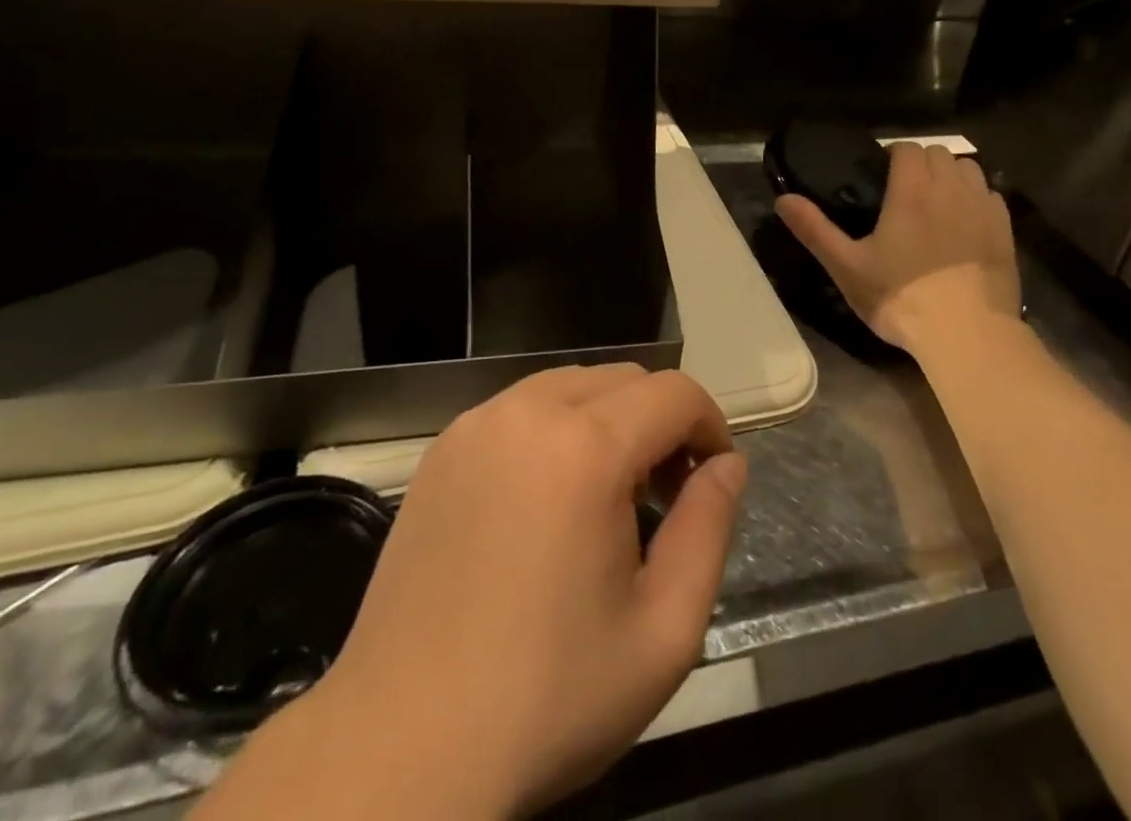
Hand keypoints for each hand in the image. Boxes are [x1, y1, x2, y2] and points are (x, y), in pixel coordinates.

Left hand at [265, 365, 745, 818]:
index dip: (709, 426)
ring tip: (607, 497)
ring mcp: (477, 424)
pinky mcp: (443, 448)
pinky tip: (547, 500)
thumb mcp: (664, 631)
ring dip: (609, 420)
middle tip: (663, 497)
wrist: (401, 750)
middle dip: (661, 422)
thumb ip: (709, 529)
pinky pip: (522, 408)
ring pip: (572, 384)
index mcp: (585, 448)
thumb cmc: (547, 698)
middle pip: (625, 379)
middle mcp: (528, 412)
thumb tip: (728, 465)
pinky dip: (556, 428)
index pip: (674, 392)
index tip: (713, 481)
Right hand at [777, 141, 1021, 352]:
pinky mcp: (1005, 231)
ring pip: (969, 168)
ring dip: (950, 175)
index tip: (880, 177)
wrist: (968, 335)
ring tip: (935, 202)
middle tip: (903, 191)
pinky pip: (991, 195)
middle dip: (920, 162)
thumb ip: (814, 229)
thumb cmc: (902, 298)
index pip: (907, 148)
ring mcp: (983, 208)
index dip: (892, 156)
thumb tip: (783, 199)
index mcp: (912, 190)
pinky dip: (976, 198)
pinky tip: (964, 223)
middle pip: (939, 152)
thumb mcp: (847, 267)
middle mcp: (950, 189)